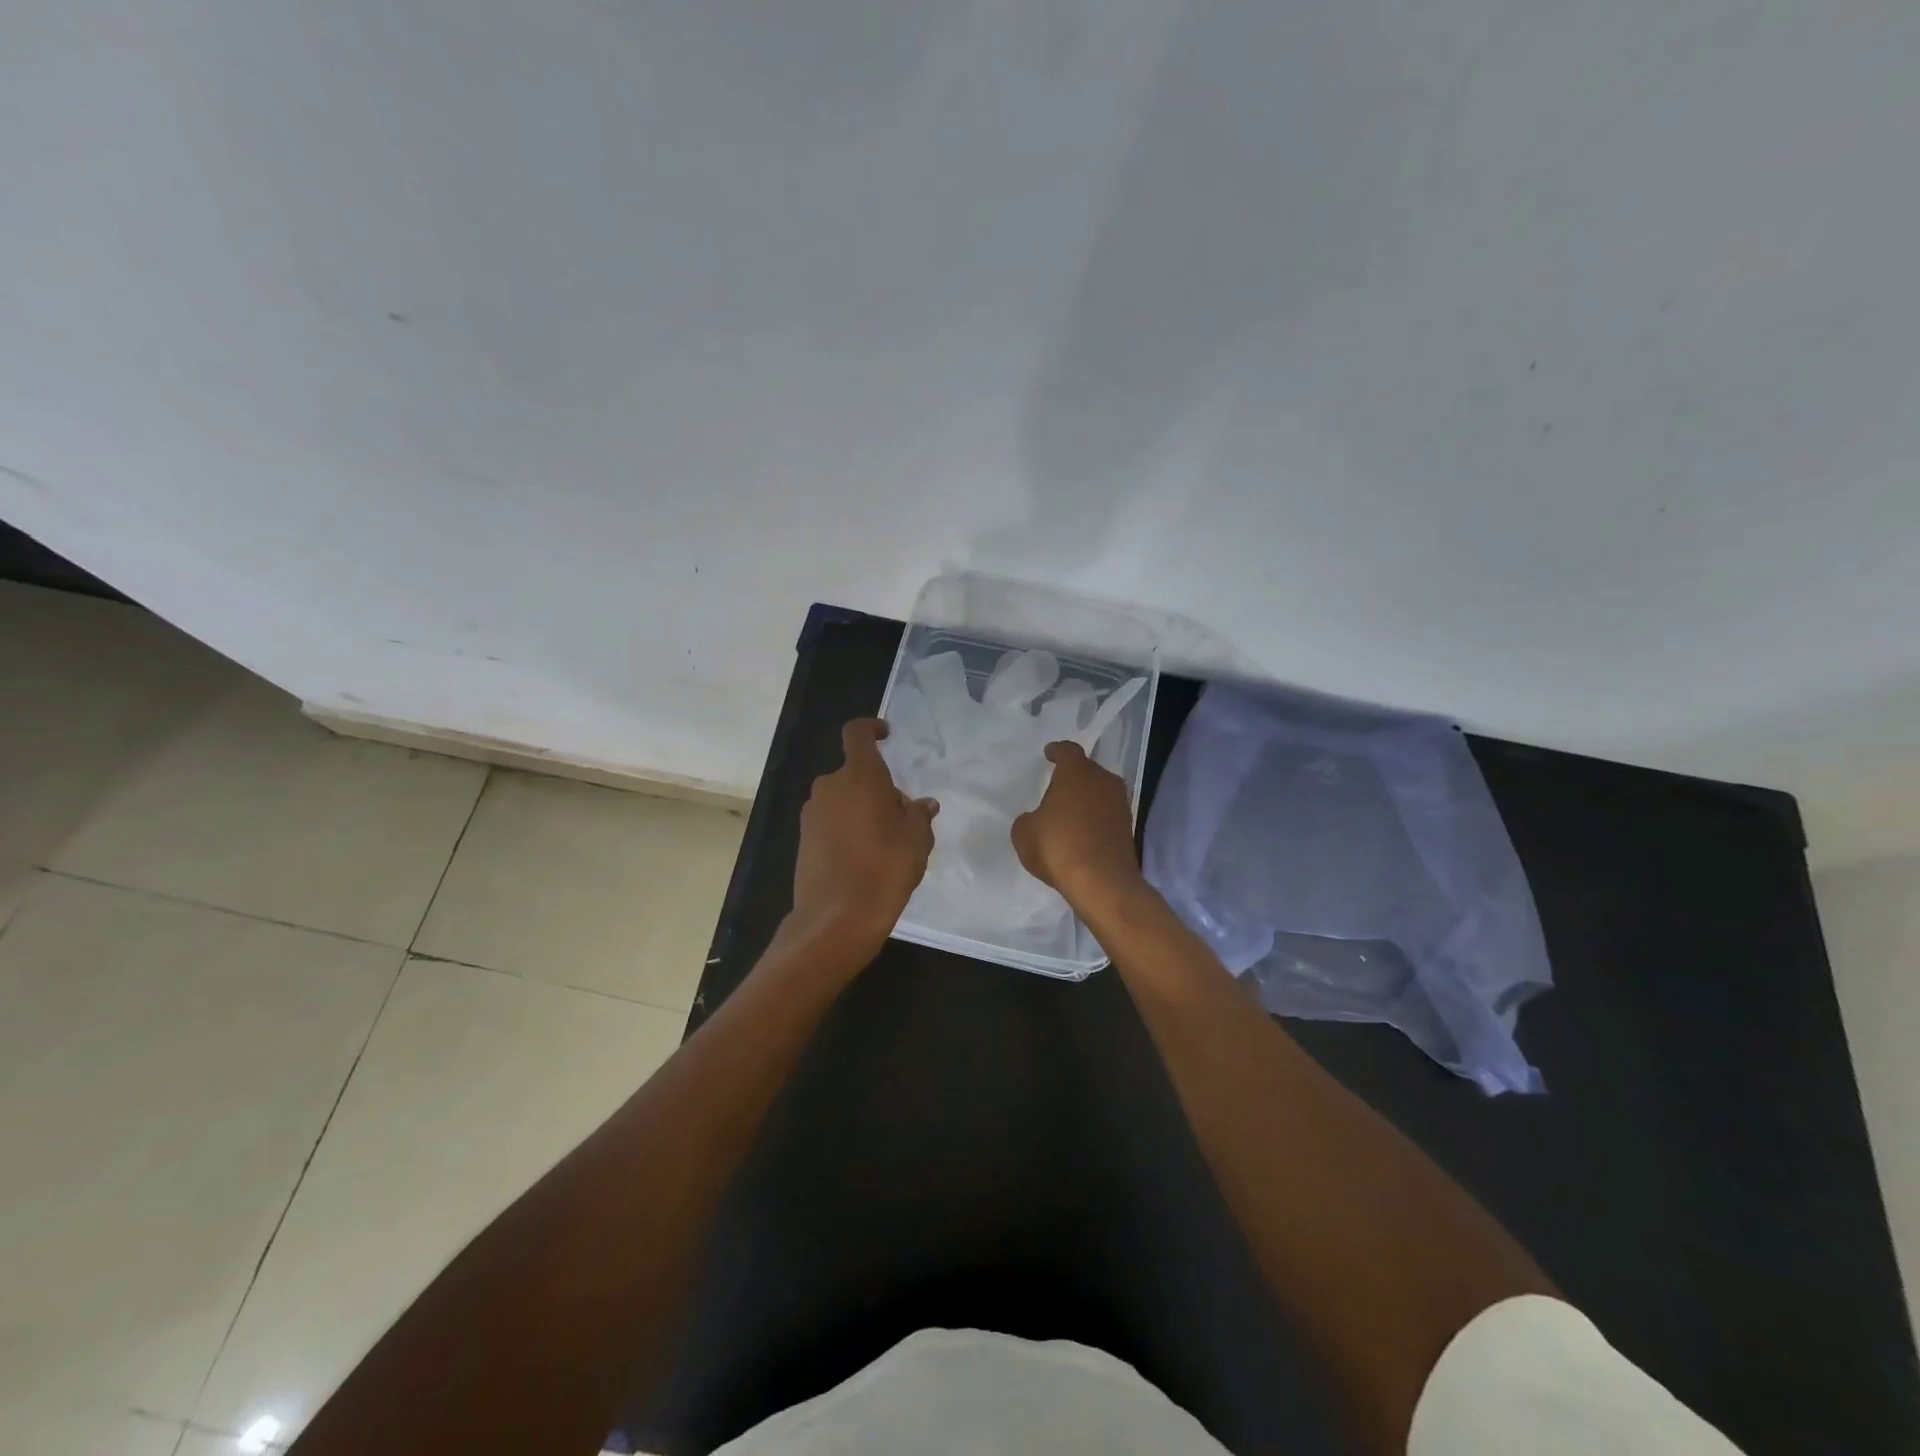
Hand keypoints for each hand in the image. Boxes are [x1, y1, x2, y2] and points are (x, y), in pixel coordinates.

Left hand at [789, 718, 937, 955]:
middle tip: (901, 816)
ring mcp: (812, 814)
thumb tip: (921, 804)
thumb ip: (919, 814)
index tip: (886, 735)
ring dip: (862, 809)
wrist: (837, 918)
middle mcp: (830, 787)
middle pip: (855, 773)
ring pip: (843, 799)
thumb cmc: (885, 868)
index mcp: (859, 776)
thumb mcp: (917, 839)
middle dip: (877, 786)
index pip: (857, 734)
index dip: (871, 728)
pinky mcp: (804, 839)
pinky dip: (847, 828)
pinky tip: (864, 859)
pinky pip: (831, 821)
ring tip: (885, 842)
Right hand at [1011, 741, 1144, 915]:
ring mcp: (1120, 804)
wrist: (1102, 882)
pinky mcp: (1128, 829)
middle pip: (1087, 770)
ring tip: (1069, 811)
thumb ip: (1028, 819)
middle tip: (1057, 786)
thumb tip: (1037, 820)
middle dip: (1073, 776)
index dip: (1057, 751)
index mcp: (1076, 772)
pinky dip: (1095, 819)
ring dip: (1086, 798)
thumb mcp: (1024, 832)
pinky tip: (1082, 832)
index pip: (1067, 750)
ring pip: (1100, 792)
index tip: (1050, 753)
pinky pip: (1106, 815)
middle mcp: (1103, 781)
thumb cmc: (1058, 846)